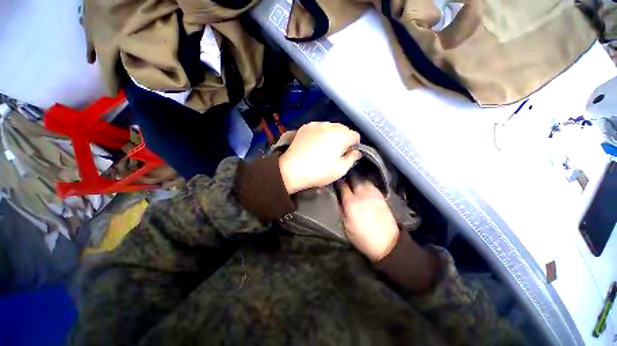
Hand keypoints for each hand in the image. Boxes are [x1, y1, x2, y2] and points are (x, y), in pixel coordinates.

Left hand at [279, 122, 360, 193]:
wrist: (292, 169)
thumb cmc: (319, 172)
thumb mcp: (340, 170)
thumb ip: (352, 158)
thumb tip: (356, 151)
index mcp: (341, 136)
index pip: (355, 135)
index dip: (354, 145)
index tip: (348, 154)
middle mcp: (330, 125)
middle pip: (343, 129)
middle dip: (343, 139)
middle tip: (336, 152)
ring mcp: (316, 124)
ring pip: (331, 127)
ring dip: (332, 135)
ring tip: (324, 147)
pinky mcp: (305, 127)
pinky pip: (318, 127)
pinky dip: (320, 133)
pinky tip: (314, 143)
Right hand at [340, 181, 399, 261]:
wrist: (387, 242)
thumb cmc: (362, 237)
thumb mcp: (346, 226)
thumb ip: (341, 209)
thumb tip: (338, 198)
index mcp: (351, 202)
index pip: (342, 185)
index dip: (337, 182)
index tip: (334, 181)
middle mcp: (362, 194)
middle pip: (354, 178)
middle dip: (347, 176)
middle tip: (343, 179)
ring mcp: (373, 194)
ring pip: (363, 179)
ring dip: (357, 179)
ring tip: (353, 182)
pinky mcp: (381, 196)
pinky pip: (371, 184)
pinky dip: (365, 183)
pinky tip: (363, 187)